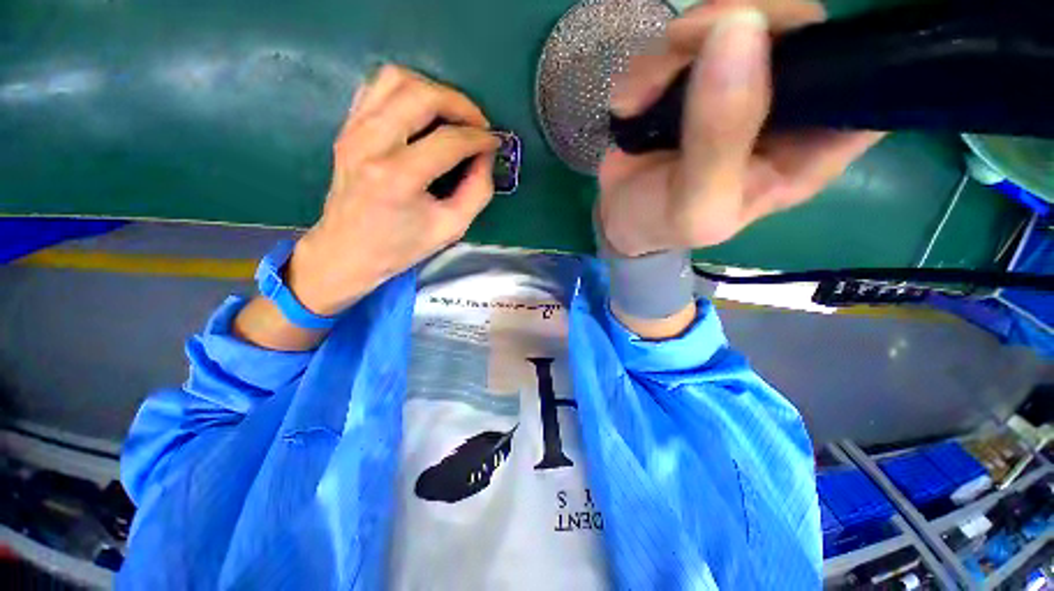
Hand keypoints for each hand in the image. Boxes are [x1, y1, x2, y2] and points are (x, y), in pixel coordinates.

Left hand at [288, 65, 499, 315]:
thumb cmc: (401, 246)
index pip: (449, 141)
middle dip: (459, 104)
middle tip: (477, 124)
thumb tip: (485, 156)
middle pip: (421, 95)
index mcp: (398, 177)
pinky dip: (406, 92)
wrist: (347, 251)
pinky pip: (377, 88)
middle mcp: (371, 144)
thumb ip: (478, 191)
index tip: (495, 143)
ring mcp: (353, 131)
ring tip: (452, 115)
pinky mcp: (347, 129)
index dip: (479, 138)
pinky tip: (422, 114)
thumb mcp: (452, 227)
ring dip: (432, 90)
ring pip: (396, 79)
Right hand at [598, 0, 883, 256]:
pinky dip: (648, 64)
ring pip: (733, 21)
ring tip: (639, 98)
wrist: (618, 218)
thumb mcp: (695, 205)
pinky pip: (682, 41)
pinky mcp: (695, 76)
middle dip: (740, 21)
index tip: (787, 41)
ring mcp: (739, 83)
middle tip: (685, 42)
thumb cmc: (663, 224)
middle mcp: (787, 105)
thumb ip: (720, 139)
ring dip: (675, 50)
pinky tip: (629, 103)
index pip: (866, 80)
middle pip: (797, 26)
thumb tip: (739, 33)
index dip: (846, 47)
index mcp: (809, 147)